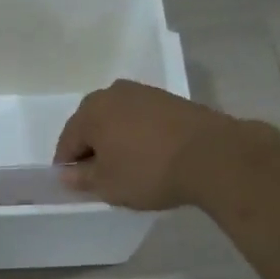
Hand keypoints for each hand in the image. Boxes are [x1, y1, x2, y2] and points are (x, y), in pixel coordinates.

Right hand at [52, 80, 238, 210]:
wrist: (212, 155)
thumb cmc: (149, 171)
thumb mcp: (108, 185)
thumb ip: (81, 179)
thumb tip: (66, 174)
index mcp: (91, 111)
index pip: (67, 141)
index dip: (68, 166)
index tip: (77, 185)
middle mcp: (113, 93)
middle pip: (92, 125)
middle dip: (93, 149)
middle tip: (102, 176)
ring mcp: (144, 93)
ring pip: (118, 120)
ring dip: (117, 140)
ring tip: (129, 167)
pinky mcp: (170, 99)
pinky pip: (142, 119)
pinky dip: (139, 135)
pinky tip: (151, 155)